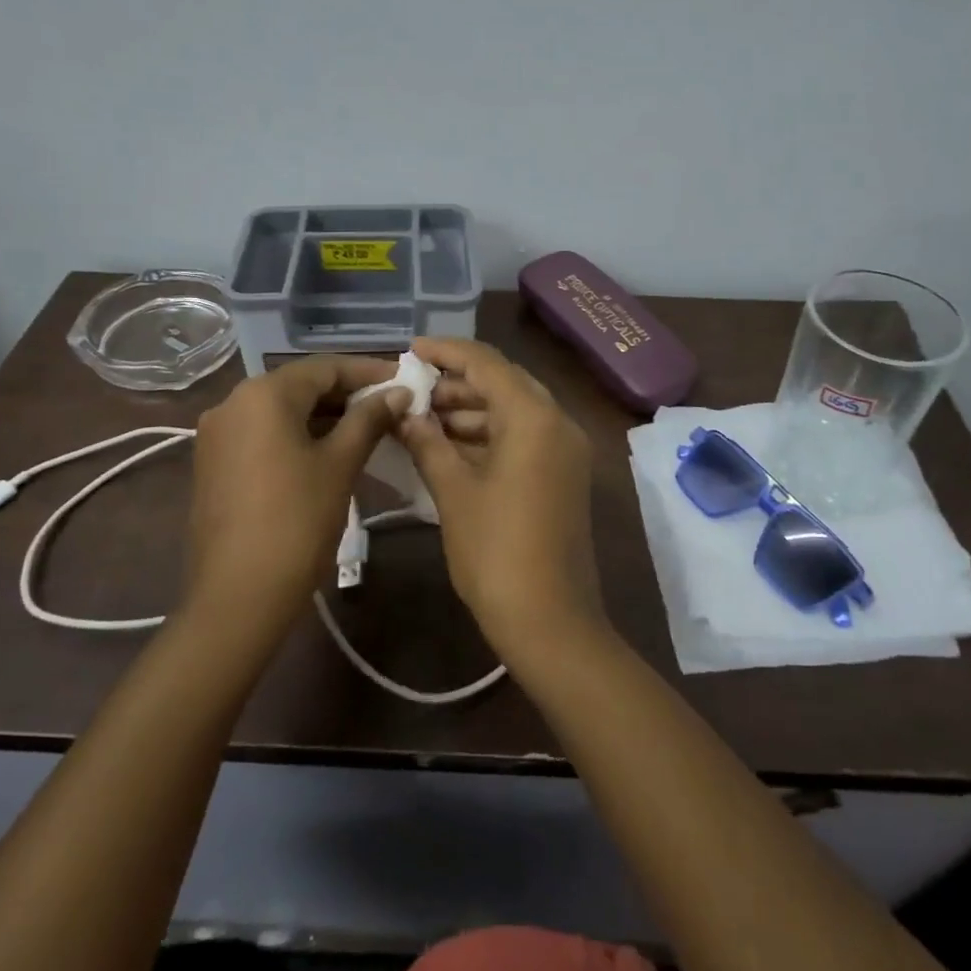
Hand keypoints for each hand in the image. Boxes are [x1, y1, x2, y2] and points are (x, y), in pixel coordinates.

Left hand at [186, 356, 406, 642]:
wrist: (239, 595)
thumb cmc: (297, 521)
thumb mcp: (340, 464)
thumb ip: (369, 420)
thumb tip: (399, 393)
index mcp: (263, 394)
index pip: (325, 368)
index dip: (369, 372)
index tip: (404, 381)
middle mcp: (233, 403)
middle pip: (301, 386)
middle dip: (348, 394)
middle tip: (392, 407)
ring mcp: (218, 435)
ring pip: (282, 411)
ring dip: (326, 416)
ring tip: (370, 428)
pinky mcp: (215, 464)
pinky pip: (265, 435)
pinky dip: (299, 435)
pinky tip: (331, 451)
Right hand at [396, 337, 605, 658]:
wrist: (550, 620)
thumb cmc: (496, 552)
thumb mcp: (454, 492)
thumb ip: (428, 443)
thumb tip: (405, 413)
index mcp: (534, 418)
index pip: (487, 363)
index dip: (446, 352)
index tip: (410, 350)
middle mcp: (558, 423)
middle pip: (504, 384)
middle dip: (456, 384)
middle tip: (412, 391)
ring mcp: (565, 451)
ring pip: (513, 412)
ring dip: (470, 412)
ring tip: (422, 420)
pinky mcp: (563, 475)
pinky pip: (523, 438)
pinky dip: (488, 436)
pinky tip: (449, 446)